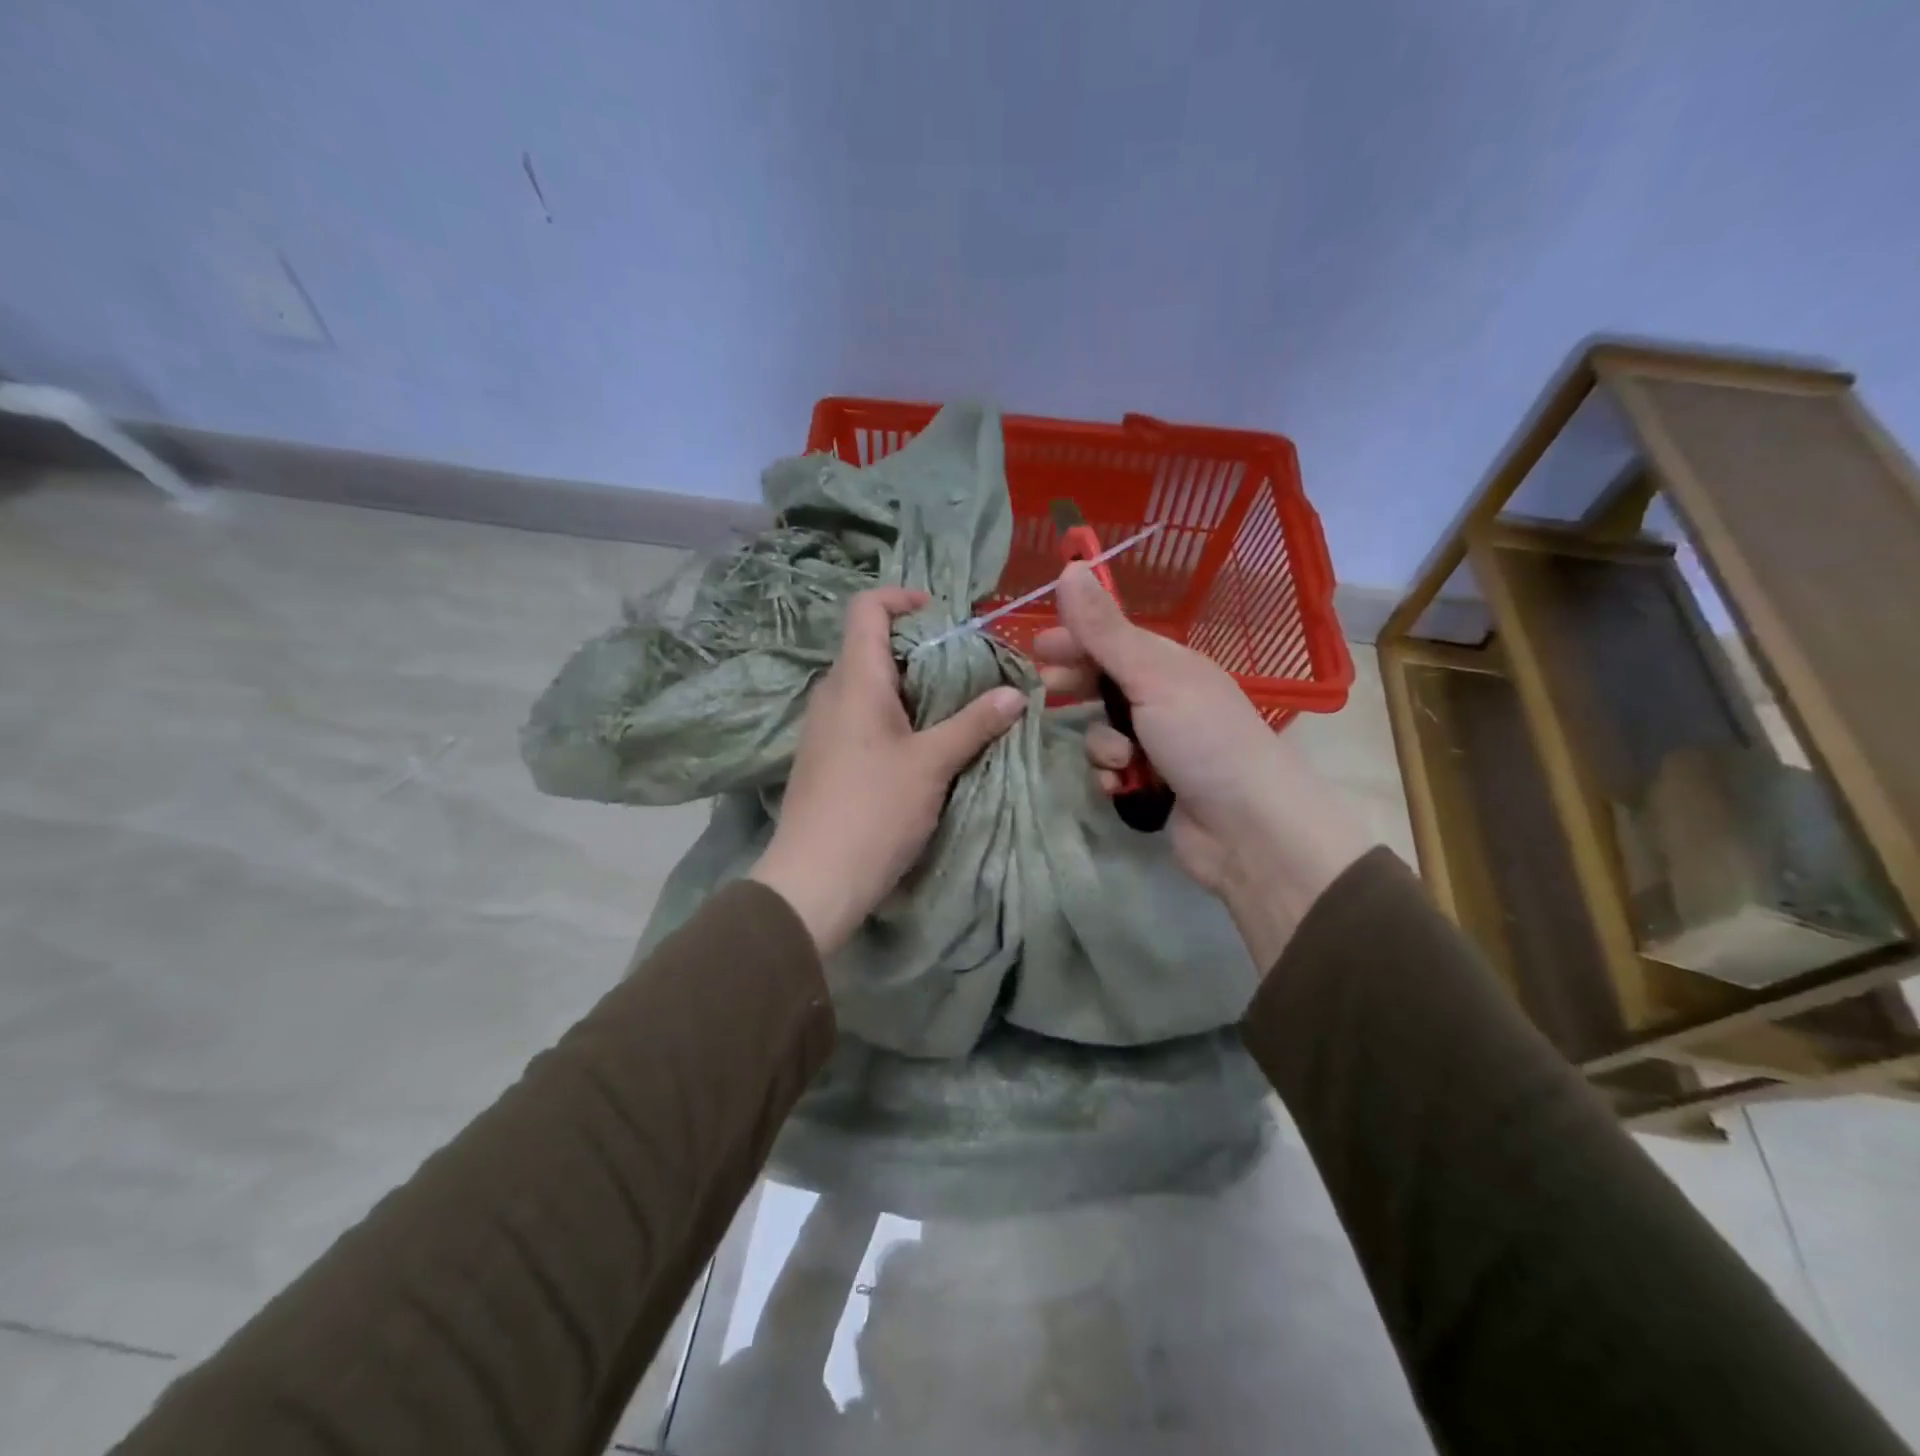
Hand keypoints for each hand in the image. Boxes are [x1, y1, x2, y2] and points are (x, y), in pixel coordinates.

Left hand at [750, 587, 1027, 954]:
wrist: (814, 879)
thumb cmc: (874, 810)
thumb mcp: (932, 764)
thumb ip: (973, 723)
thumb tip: (1016, 694)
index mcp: (854, 680)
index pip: (866, 608)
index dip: (902, 598)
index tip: (942, 615)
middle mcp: (831, 693)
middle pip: (870, 645)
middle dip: (918, 647)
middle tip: (963, 668)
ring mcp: (823, 727)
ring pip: (867, 684)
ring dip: (908, 685)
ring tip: (951, 706)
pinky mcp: (824, 757)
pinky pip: (859, 715)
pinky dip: (892, 714)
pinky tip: (921, 744)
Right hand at [1034, 563, 1372, 966]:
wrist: (1248, 828)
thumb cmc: (1202, 739)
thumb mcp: (1151, 677)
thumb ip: (1104, 630)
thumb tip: (1070, 567)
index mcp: (1169, 665)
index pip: (1111, 640)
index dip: (1074, 639)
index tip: (1036, 648)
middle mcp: (1163, 700)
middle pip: (1103, 684)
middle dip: (1077, 688)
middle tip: (1047, 693)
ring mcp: (1159, 745)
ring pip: (1102, 732)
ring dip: (1102, 745)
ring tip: (1120, 759)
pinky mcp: (1152, 786)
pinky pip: (1112, 771)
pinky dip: (1114, 778)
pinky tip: (1123, 787)